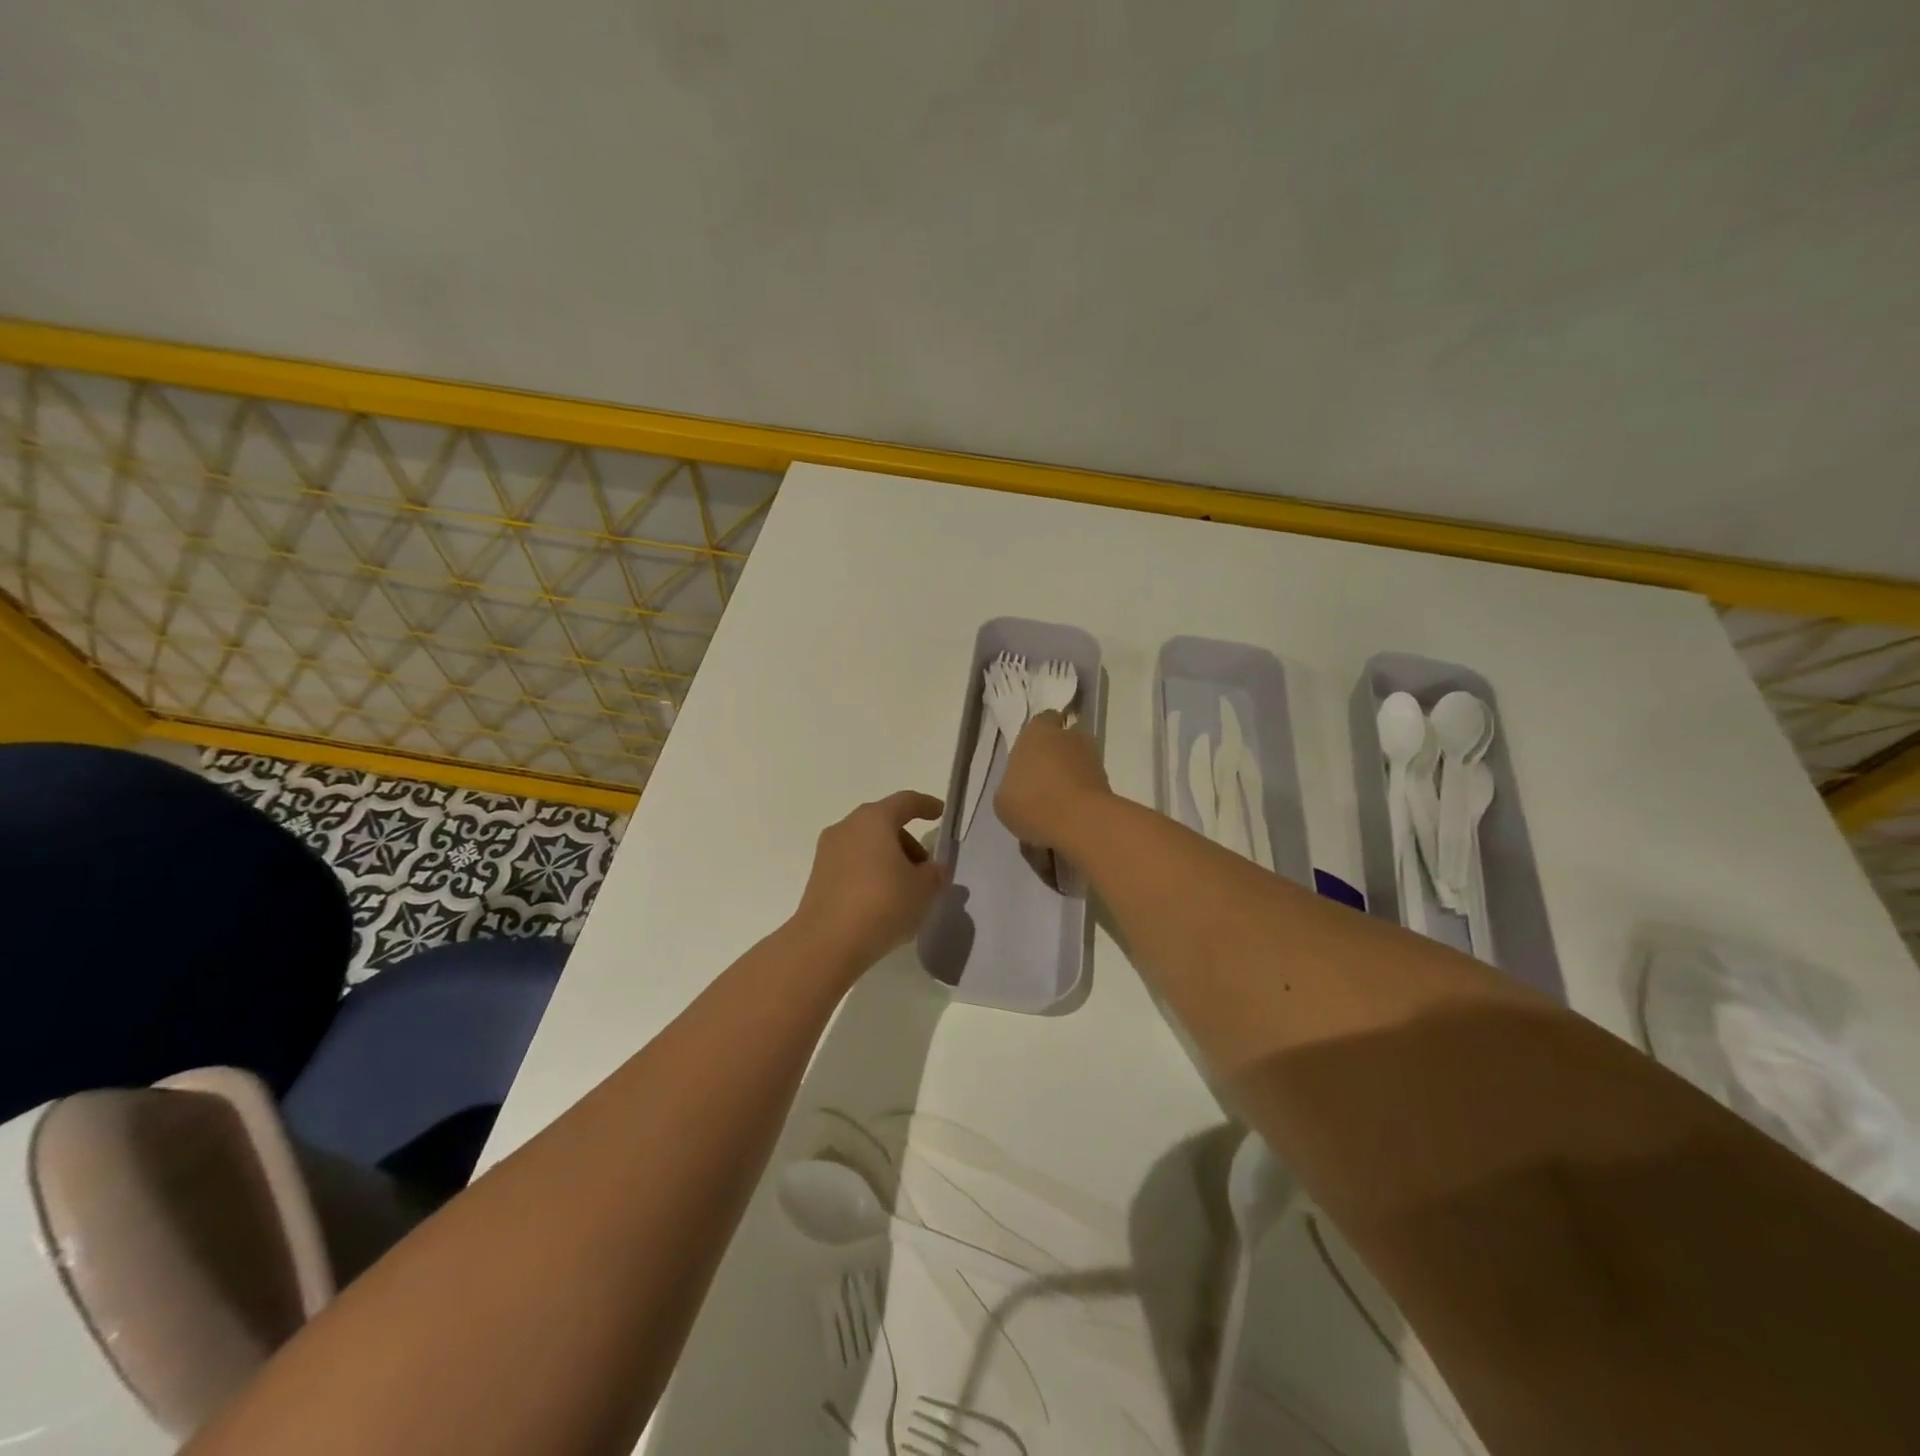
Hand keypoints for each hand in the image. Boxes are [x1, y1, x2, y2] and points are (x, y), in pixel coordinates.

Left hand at [791, 791, 948, 975]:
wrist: (827, 943)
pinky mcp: (818, 877)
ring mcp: (828, 852)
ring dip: (890, 859)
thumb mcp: (923, 889)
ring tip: (907, 891)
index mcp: (874, 819)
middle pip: (884, 824)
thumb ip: (935, 874)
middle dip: (909, 842)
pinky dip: (871, 873)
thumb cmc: (882, 903)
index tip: (940, 813)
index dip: (926, 805)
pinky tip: (883, 902)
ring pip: (867, 845)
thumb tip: (935, 869)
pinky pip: (853, 865)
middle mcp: (847, 827)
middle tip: (926, 869)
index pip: (905, 802)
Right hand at [995, 711, 1110, 849]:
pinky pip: (1089, 782)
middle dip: (1055, 755)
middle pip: (1063, 739)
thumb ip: (1013, 783)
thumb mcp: (1003, 798)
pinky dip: (1081, 792)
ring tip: (1056, 801)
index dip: (1037, 736)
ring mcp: (1092, 757)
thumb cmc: (1032, 802)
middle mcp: (1068, 736)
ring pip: (1078, 760)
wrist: (1080, 823)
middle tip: (1041, 780)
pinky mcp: (1108, 780)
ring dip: (1070, 773)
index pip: (1042, 720)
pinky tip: (1069, 813)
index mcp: (1037, 731)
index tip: (1029, 755)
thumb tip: (1021, 786)